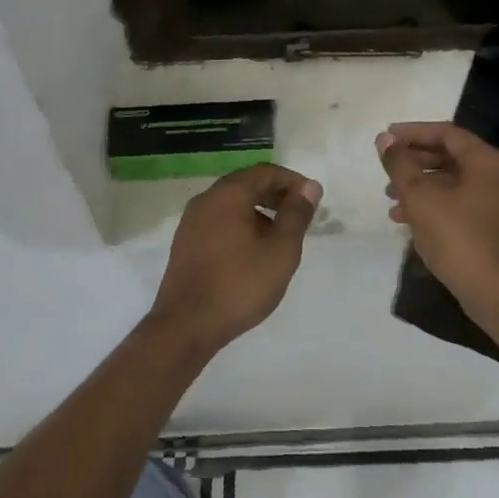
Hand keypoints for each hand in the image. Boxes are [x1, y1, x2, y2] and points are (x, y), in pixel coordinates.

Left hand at [151, 163, 322, 351]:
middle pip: (246, 184)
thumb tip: (310, 187)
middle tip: (300, 217)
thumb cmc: (240, 285)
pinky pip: (219, 221)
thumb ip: (296, 215)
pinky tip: (253, 252)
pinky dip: (241, 225)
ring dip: (259, 211)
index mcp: (228, 194)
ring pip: (232, 204)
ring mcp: (191, 221)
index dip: (293, 181)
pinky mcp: (185, 243)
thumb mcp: (280, 251)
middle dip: (276, 195)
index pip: (265, 172)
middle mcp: (206, 200)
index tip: (313, 201)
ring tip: (280, 237)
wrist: (186, 326)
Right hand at [378, 123, 498, 306]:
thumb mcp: (420, 196)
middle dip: (414, 160)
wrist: (492, 290)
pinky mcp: (488, 225)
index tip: (386, 137)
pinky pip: (455, 202)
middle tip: (386, 166)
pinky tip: (403, 218)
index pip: (446, 133)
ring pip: (450, 181)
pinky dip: (430, 204)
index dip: (413, 132)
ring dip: (418, 184)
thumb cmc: (456, 235)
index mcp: (484, 161)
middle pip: (449, 155)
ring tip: (389, 196)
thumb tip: (384, 139)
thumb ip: (400, 164)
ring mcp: (494, 202)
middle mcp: (494, 175)